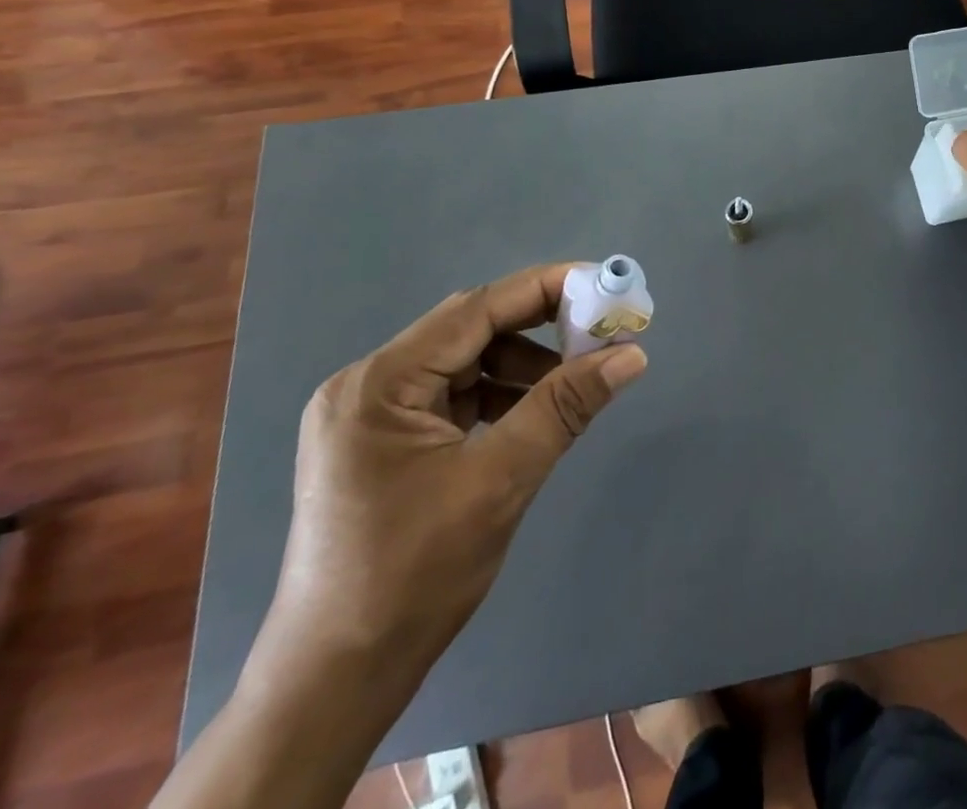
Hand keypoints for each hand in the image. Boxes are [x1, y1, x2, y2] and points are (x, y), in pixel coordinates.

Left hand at [256, 265, 646, 693]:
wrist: (334, 682)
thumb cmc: (412, 577)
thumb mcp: (501, 480)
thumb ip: (565, 406)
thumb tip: (632, 354)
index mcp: (380, 382)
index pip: (477, 308)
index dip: (546, 288)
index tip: (605, 285)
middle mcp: (367, 383)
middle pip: (470, 330)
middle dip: (539, 328)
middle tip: (599, 336)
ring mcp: (369, 414)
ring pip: (464, 362)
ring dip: (521, 365)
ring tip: (572, 386)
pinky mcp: (381, 441)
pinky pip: (452, 395)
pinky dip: (498, 396)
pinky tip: (531, 416)